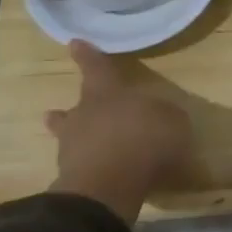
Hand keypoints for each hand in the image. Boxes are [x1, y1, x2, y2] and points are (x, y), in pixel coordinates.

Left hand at [45, 40, 194, 221]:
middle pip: (75, 107)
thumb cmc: (143, 139)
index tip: (74, 43)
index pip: (96, 68)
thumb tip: (165, 115)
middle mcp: (83, 116)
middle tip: (58, 112)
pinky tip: (104, 177)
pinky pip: (82, 168)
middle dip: (71, 110)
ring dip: (77, 141)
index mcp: (106, 93)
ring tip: (82, 147)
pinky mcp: (72, 179)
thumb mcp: (172, 121)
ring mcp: (72, 149)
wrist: (108, 187)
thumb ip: (167, 116)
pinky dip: (91, 169)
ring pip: (70, 138)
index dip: (88, 56)